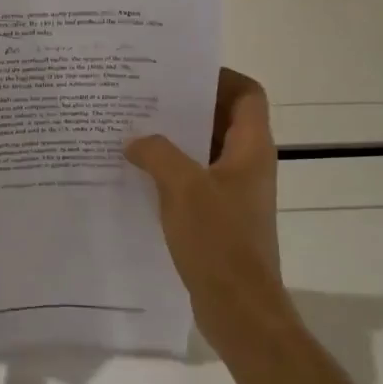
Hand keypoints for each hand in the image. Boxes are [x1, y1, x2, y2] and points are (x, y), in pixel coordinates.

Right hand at [126, 69, 286, 348]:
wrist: (239, 311)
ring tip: (132, 129)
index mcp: (251, 148)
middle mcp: (247, 164)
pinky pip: (193, 178)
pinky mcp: (218, 216)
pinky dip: (170, 170)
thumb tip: (136, 140)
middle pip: (220, 117)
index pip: (247, 93)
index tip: (179, 72)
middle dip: (184, 105)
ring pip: (203, 149)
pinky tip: (136, 172)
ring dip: (173, 139)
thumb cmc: (219, 241)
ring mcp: (233, 191)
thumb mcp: (183, 187)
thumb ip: (157, 153)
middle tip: (143, 95)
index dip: (219, 76)